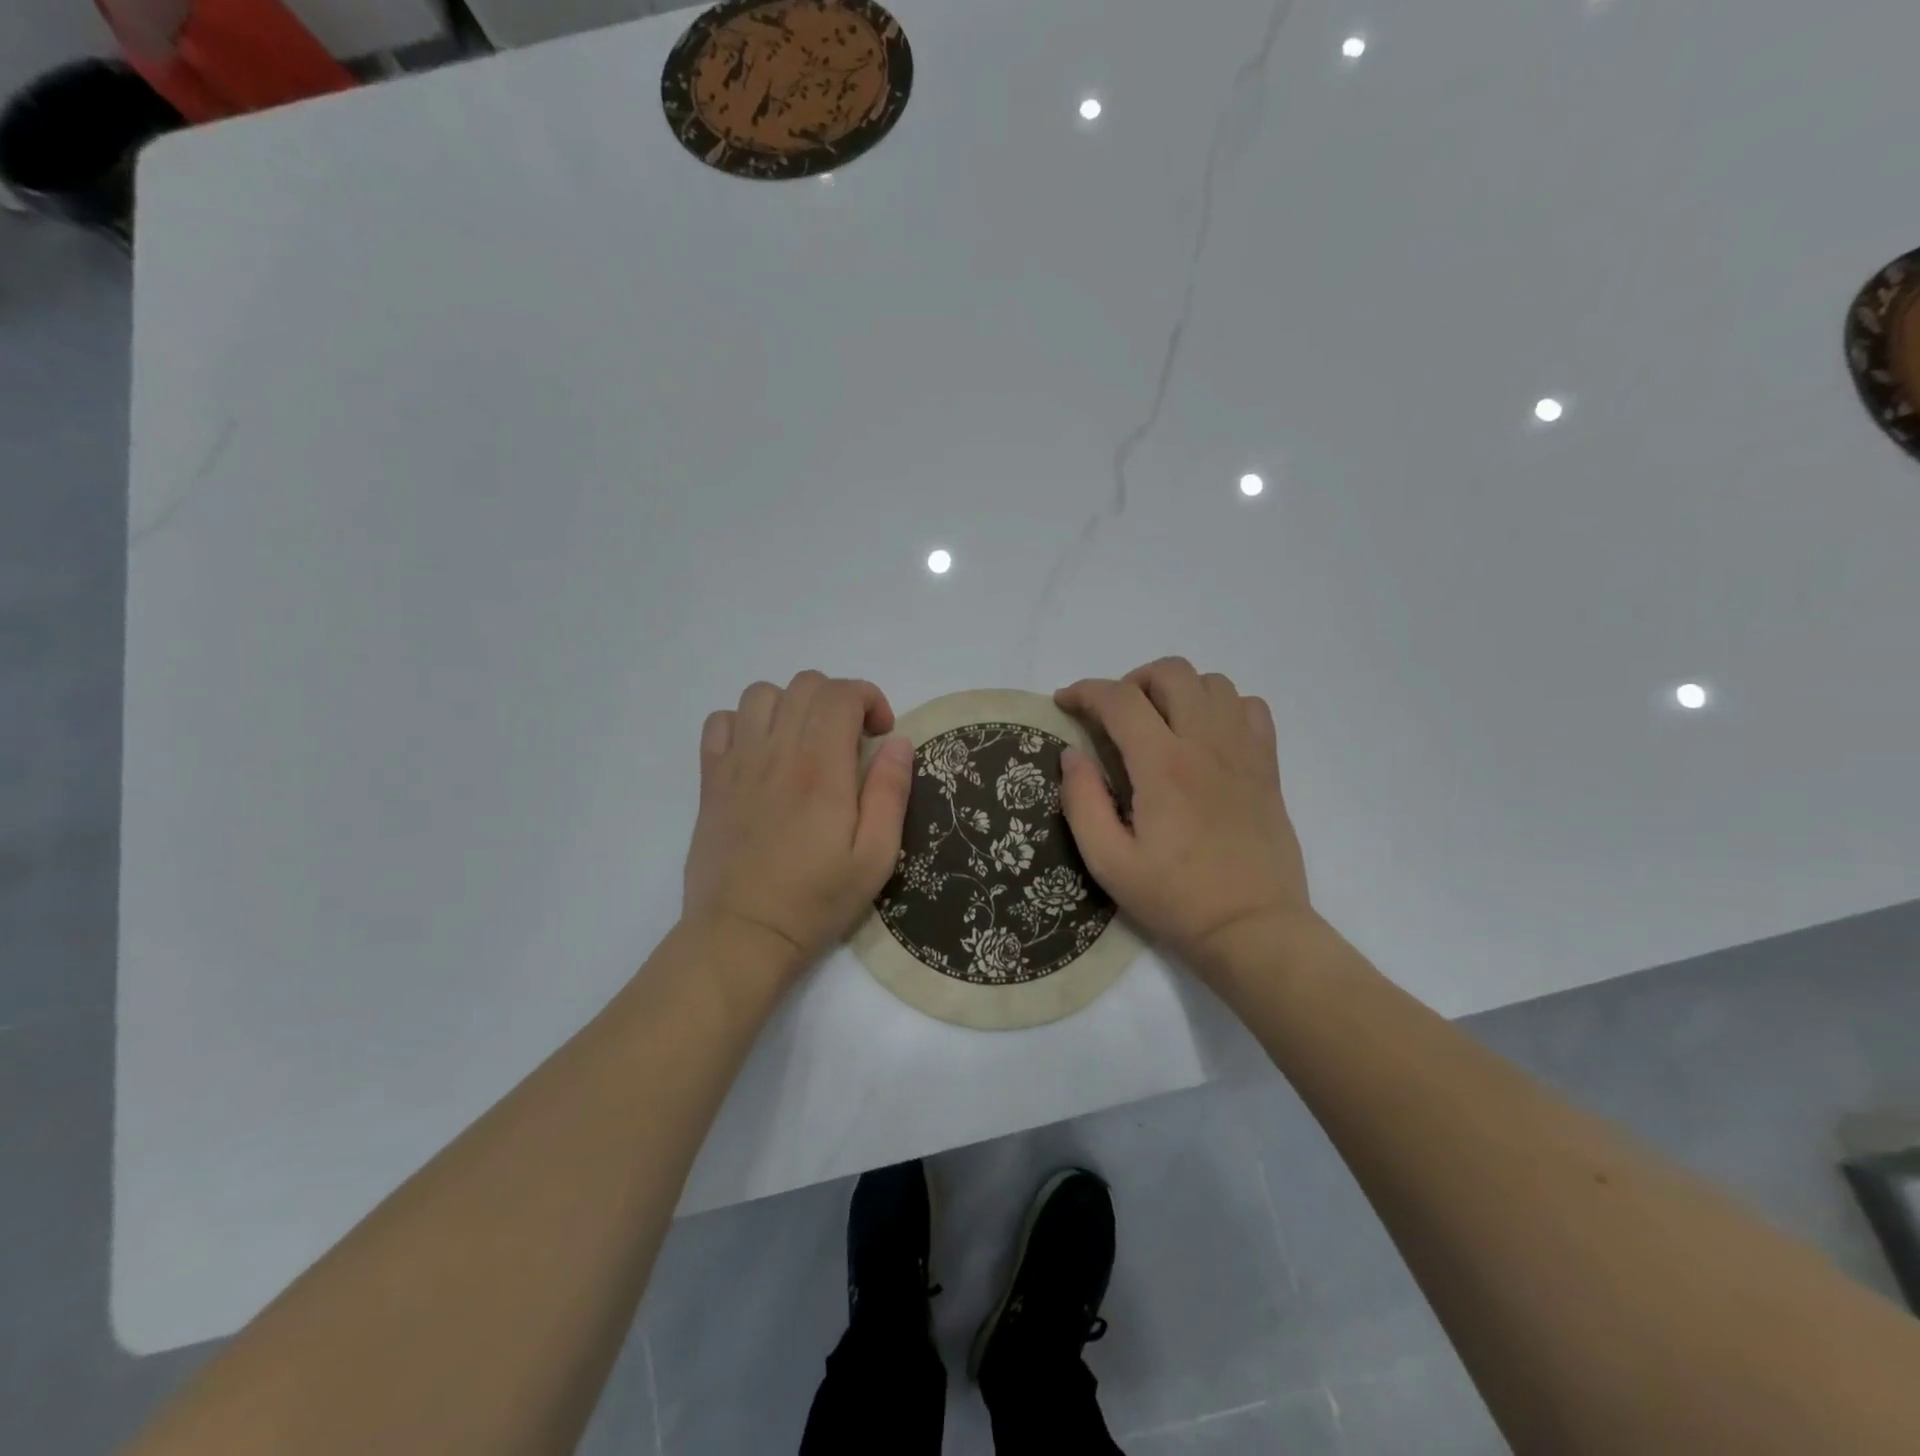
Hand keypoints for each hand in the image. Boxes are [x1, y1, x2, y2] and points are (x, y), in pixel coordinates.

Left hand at [682, 672, 915, 974]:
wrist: (742, 935)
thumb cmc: (815, 900)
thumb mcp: (875, 857)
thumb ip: (890, 793)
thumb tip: (899, 741)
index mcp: (820, 769)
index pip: (842, 693)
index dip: (870, 698)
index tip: (881, 734)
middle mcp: (776, 753)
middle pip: (805, 684)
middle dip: (838, 698)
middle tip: (851, 739)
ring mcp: (738, 763)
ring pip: (761, 693)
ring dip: (792, 705)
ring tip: (806, 740)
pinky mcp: (711, 780)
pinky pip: (720, 722)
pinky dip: (745, 722)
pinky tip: (762, 753)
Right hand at [1055, 658, 1313, 977]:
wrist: (1253, 928)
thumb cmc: (1175, 899)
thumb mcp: (1108, 862)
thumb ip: (1082, 802)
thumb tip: (1072, 754)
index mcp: (1162, 766)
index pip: (1119, 699)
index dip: (1085, 691)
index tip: (1065, 703)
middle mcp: (1206, 744)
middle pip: (1170, 672)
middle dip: (1131, 681)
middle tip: (1114, 716)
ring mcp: (1243, 751)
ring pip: (1213, 682)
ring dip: (1177, 690)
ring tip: (1159, 722)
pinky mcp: (1267, 767)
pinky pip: (1250, 707)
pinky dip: (1222, 706)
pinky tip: (1205, 735)